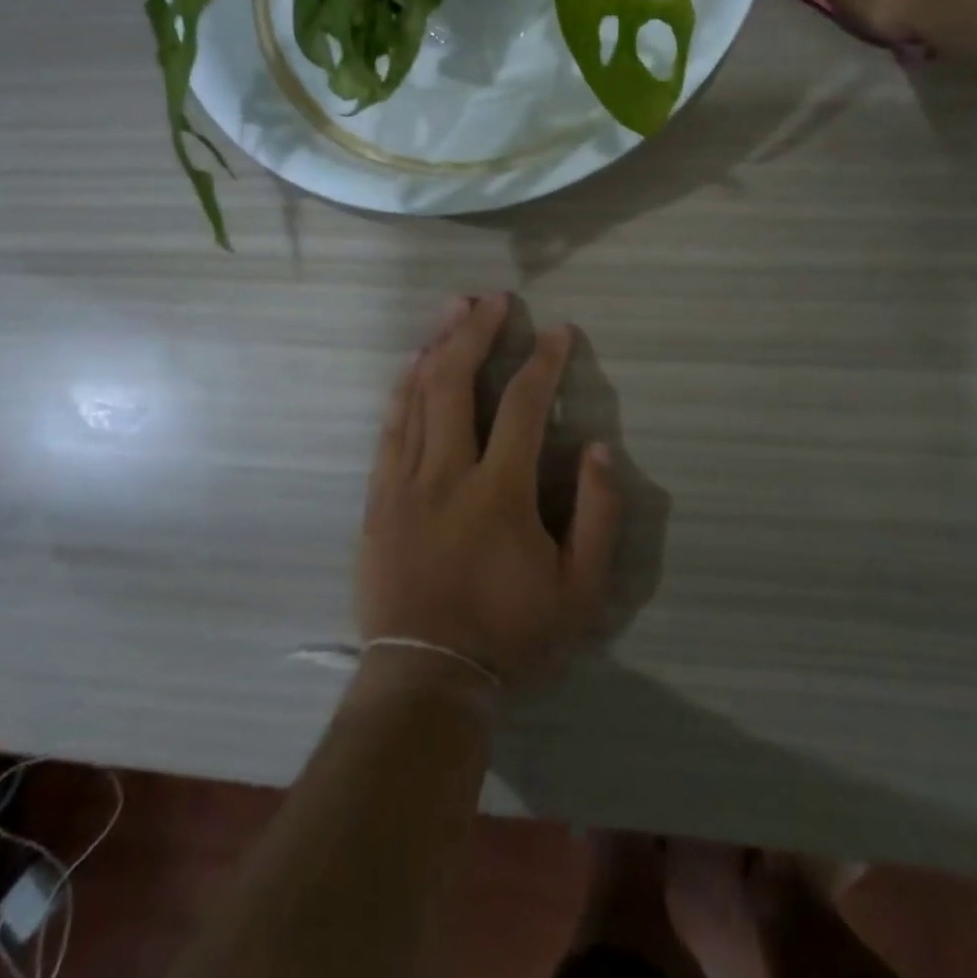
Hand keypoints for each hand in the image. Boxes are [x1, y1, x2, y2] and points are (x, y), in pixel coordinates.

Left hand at [357, 295, 623, 687]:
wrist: (426, 678)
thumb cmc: (511, 635)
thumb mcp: (580, 590)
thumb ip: (598, 515)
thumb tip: (597, 447)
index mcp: (499, 492)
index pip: (522, 404)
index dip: (544, 361)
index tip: (558, 330)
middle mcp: (446, 473)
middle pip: (455, 382)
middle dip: (477, 332)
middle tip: (494, 299)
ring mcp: (404, 483)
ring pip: (416, 396)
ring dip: (437, 345)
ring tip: (454, 308)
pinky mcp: (378, 498)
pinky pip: (389, 428)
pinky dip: (402, 388)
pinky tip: (413, 362)